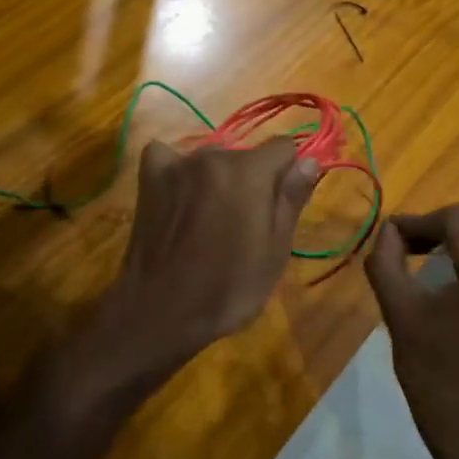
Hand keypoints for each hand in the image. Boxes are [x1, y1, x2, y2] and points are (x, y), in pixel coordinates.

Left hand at [93, 137, 319, 384]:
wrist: (161, 311)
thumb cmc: (228, 289)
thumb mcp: (275, 251)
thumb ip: (291, 199)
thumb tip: (309, 160)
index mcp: (250, 172)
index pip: (283, 147)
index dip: (286, 174)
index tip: (277, 207)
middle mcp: (213, 155)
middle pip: (245, 156)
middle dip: (250, 181)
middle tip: (242, 225)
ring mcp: (177, 163)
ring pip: (211, 159)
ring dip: (216, 179)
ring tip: (206, 221)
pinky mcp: (149, 176)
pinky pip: (169, 157)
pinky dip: (176, 171)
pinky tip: (176, 196)